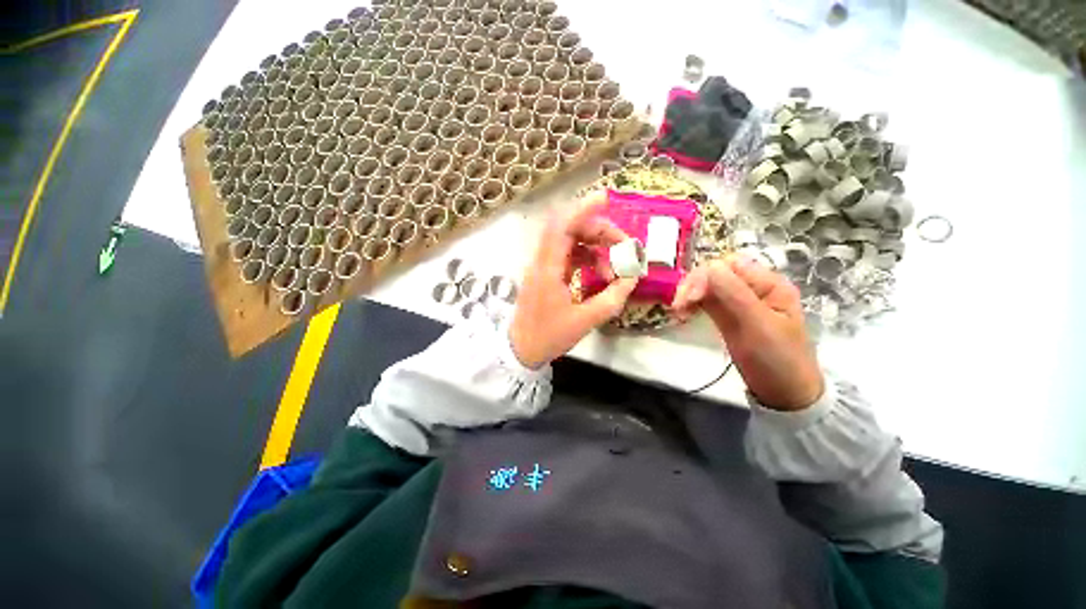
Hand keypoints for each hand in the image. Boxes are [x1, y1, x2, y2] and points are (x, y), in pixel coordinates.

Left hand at [510, 192, 637, 368]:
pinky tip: (600, 274)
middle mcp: (542, 261)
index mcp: (548, 269)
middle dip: (599, 231)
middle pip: (569, 230)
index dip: (582, 209)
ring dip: (595, 248)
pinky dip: (587, 259)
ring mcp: (543, 267)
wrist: (521, 349)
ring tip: (614, 271)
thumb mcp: (586, 321)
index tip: (605, 199)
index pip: (561, 226)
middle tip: (623, 245)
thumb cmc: (549, 336)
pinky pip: (568, 256)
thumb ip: (612, 298)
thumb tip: (632, 277)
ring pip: (570, 242)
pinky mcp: (546, 274)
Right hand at [672, 254, 823, 410]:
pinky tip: (683, 312)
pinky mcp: (726, 315)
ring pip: (707, 286)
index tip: (691, 298)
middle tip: (678, 306)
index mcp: (769, 284)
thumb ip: (736, 295)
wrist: (784, 394)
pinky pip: (705, 300)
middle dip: (694, 285)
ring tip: (678, 311)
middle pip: (715, 273)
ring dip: (689, 294)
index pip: (730, 265)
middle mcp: (753, 288)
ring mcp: (738, 302)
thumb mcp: (759, 326)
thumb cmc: (779, 359)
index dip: (707, 276)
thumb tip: (710, 266)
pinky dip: (692, 303)